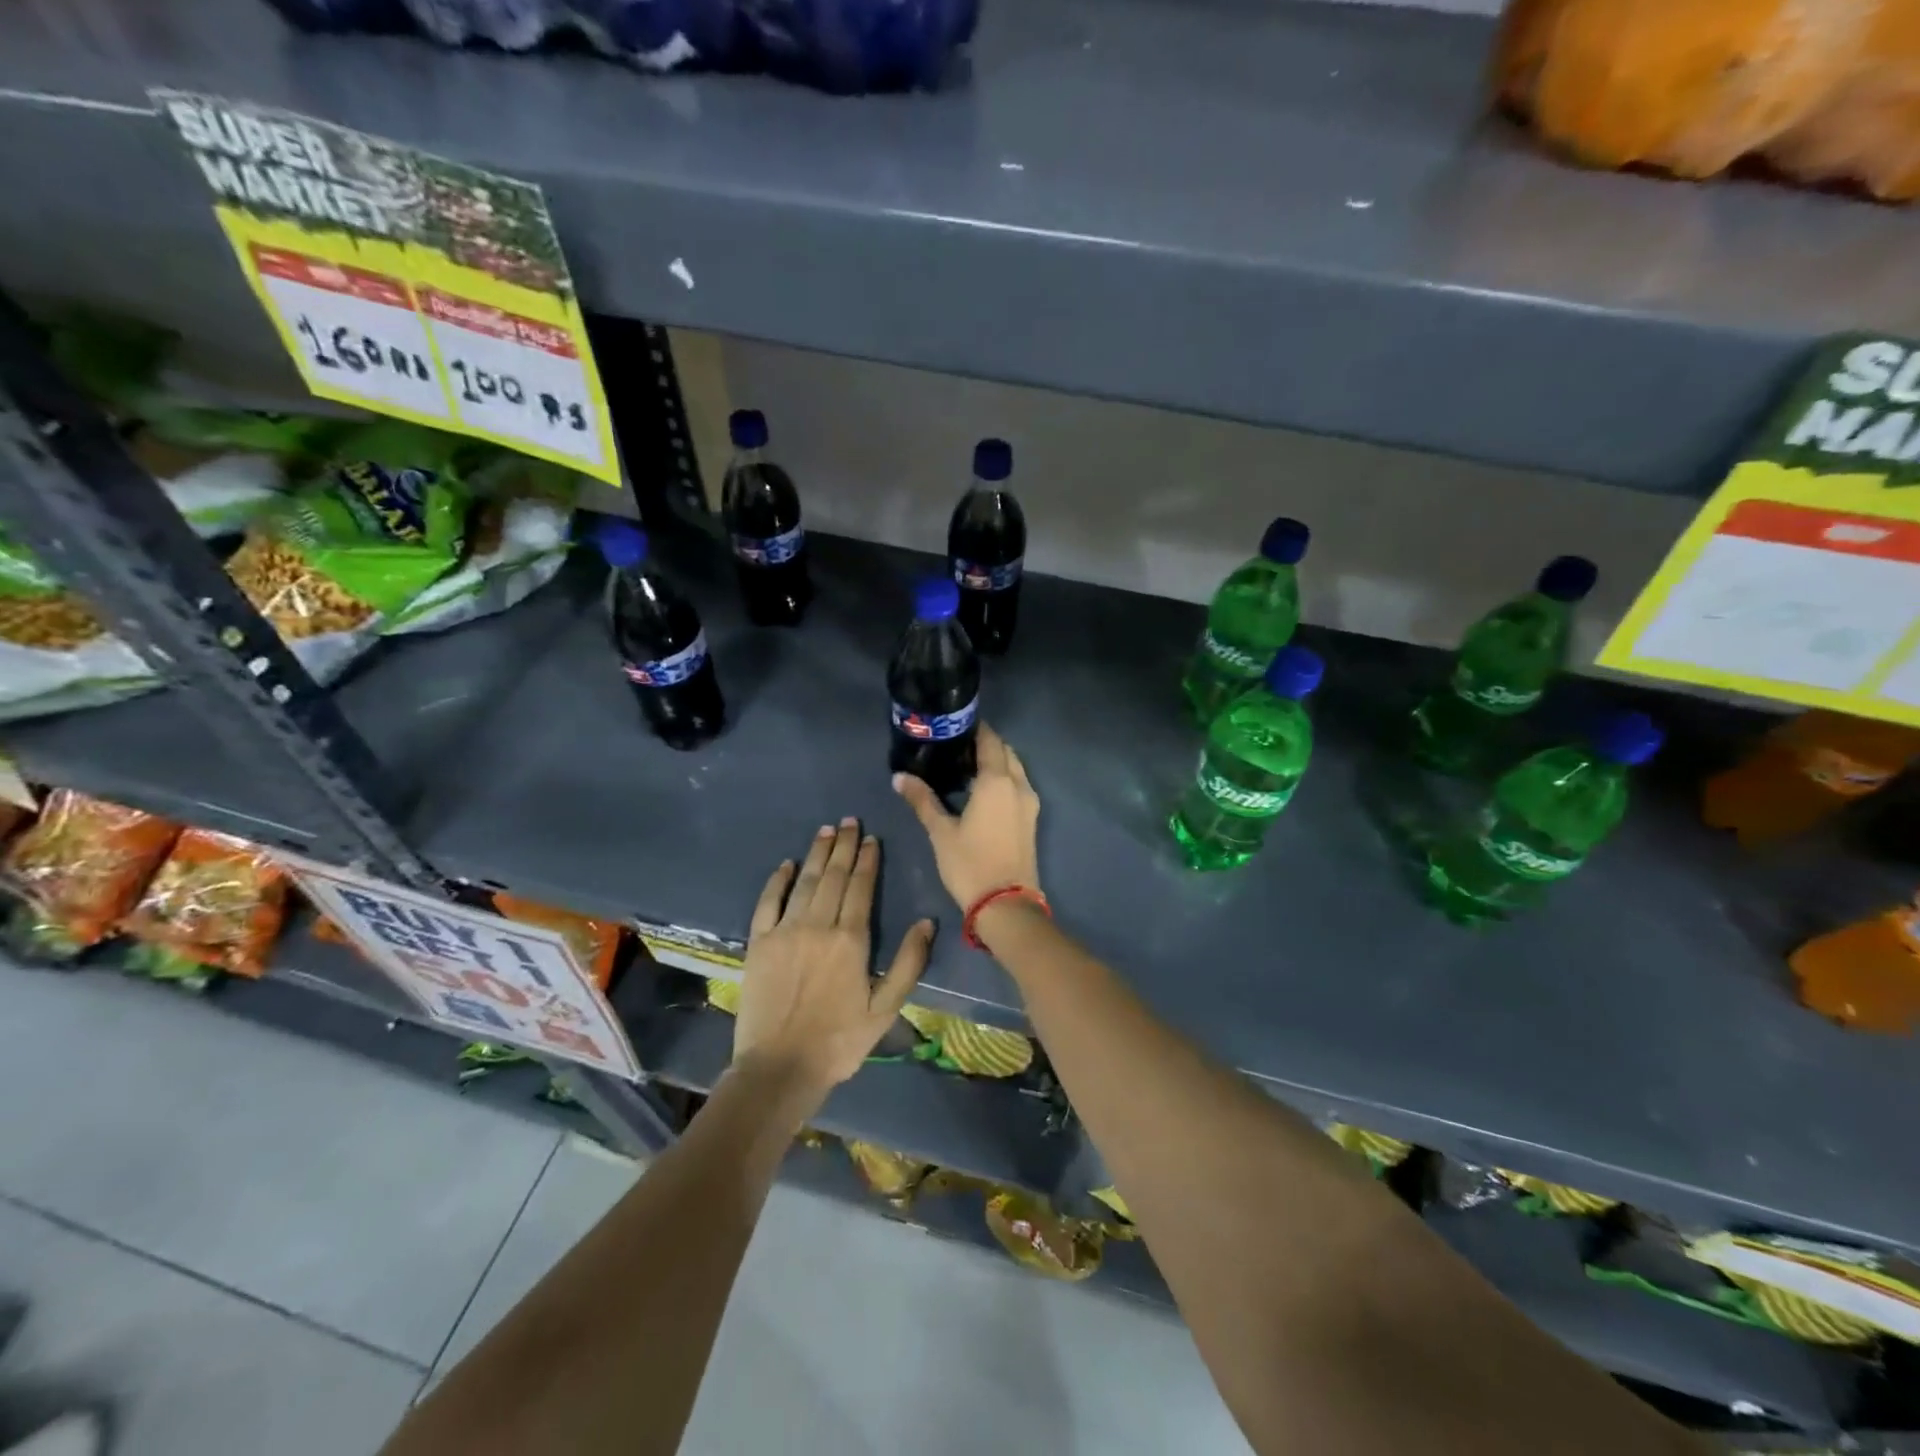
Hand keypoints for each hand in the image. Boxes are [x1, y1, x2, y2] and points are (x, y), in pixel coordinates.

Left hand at [733, 818, 934, 1100]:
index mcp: (851, 939)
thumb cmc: (839, 1041)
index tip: (871, 838)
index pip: (861, 887)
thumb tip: (926, 921)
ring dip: (817, 854)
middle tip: (849, 821)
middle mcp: (818, 925)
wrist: (779, 1068)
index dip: (867, 860)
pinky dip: (778, 880)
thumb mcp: (886, 1009)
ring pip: (805, 882)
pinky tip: (787, 864)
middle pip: (833, 876)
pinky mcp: (758, 943)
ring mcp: (785, 931)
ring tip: (826, 830)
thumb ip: (908, 963)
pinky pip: (768, 902)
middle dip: (844, 846)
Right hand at [892, 723, 1040, 910]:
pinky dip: (1004, 779)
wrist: (1006, 904)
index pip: (989, 740)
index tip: (955, 726)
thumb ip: (922, 800)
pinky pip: (1019, 786)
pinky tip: (982, 791)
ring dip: (997, 762)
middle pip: (1006, 751)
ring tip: (967, 767)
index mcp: (997, 781)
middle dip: (986, 744)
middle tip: (957, 746)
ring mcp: (1030, 802)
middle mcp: (1018, 784)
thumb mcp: (940, 832)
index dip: (975, 729)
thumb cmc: (970, 864)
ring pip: (1015, 769)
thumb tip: (899, 777)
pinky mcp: (1031, 819)